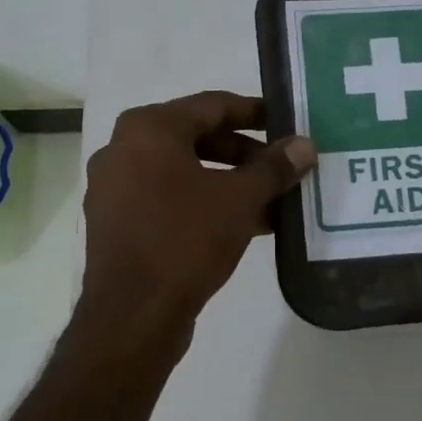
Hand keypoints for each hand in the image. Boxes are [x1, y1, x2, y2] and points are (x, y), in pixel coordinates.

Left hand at [80, 91, 314, 333]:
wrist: (133, 315)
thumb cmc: (185, 240)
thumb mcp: (239, 200)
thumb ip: (274, 168)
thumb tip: (305, 145)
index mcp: (148, 129)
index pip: (212, 105)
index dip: (255, 112)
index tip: (287, 122)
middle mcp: (124, 149)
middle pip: (197, 137)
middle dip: (246, 153)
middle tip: (284, 166)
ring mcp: (116, 189)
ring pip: (185, 172)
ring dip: (230, 182)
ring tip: (272, 199)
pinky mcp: (119, 223)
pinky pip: (170, 199)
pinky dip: (205, 204)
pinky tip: (245, 225)